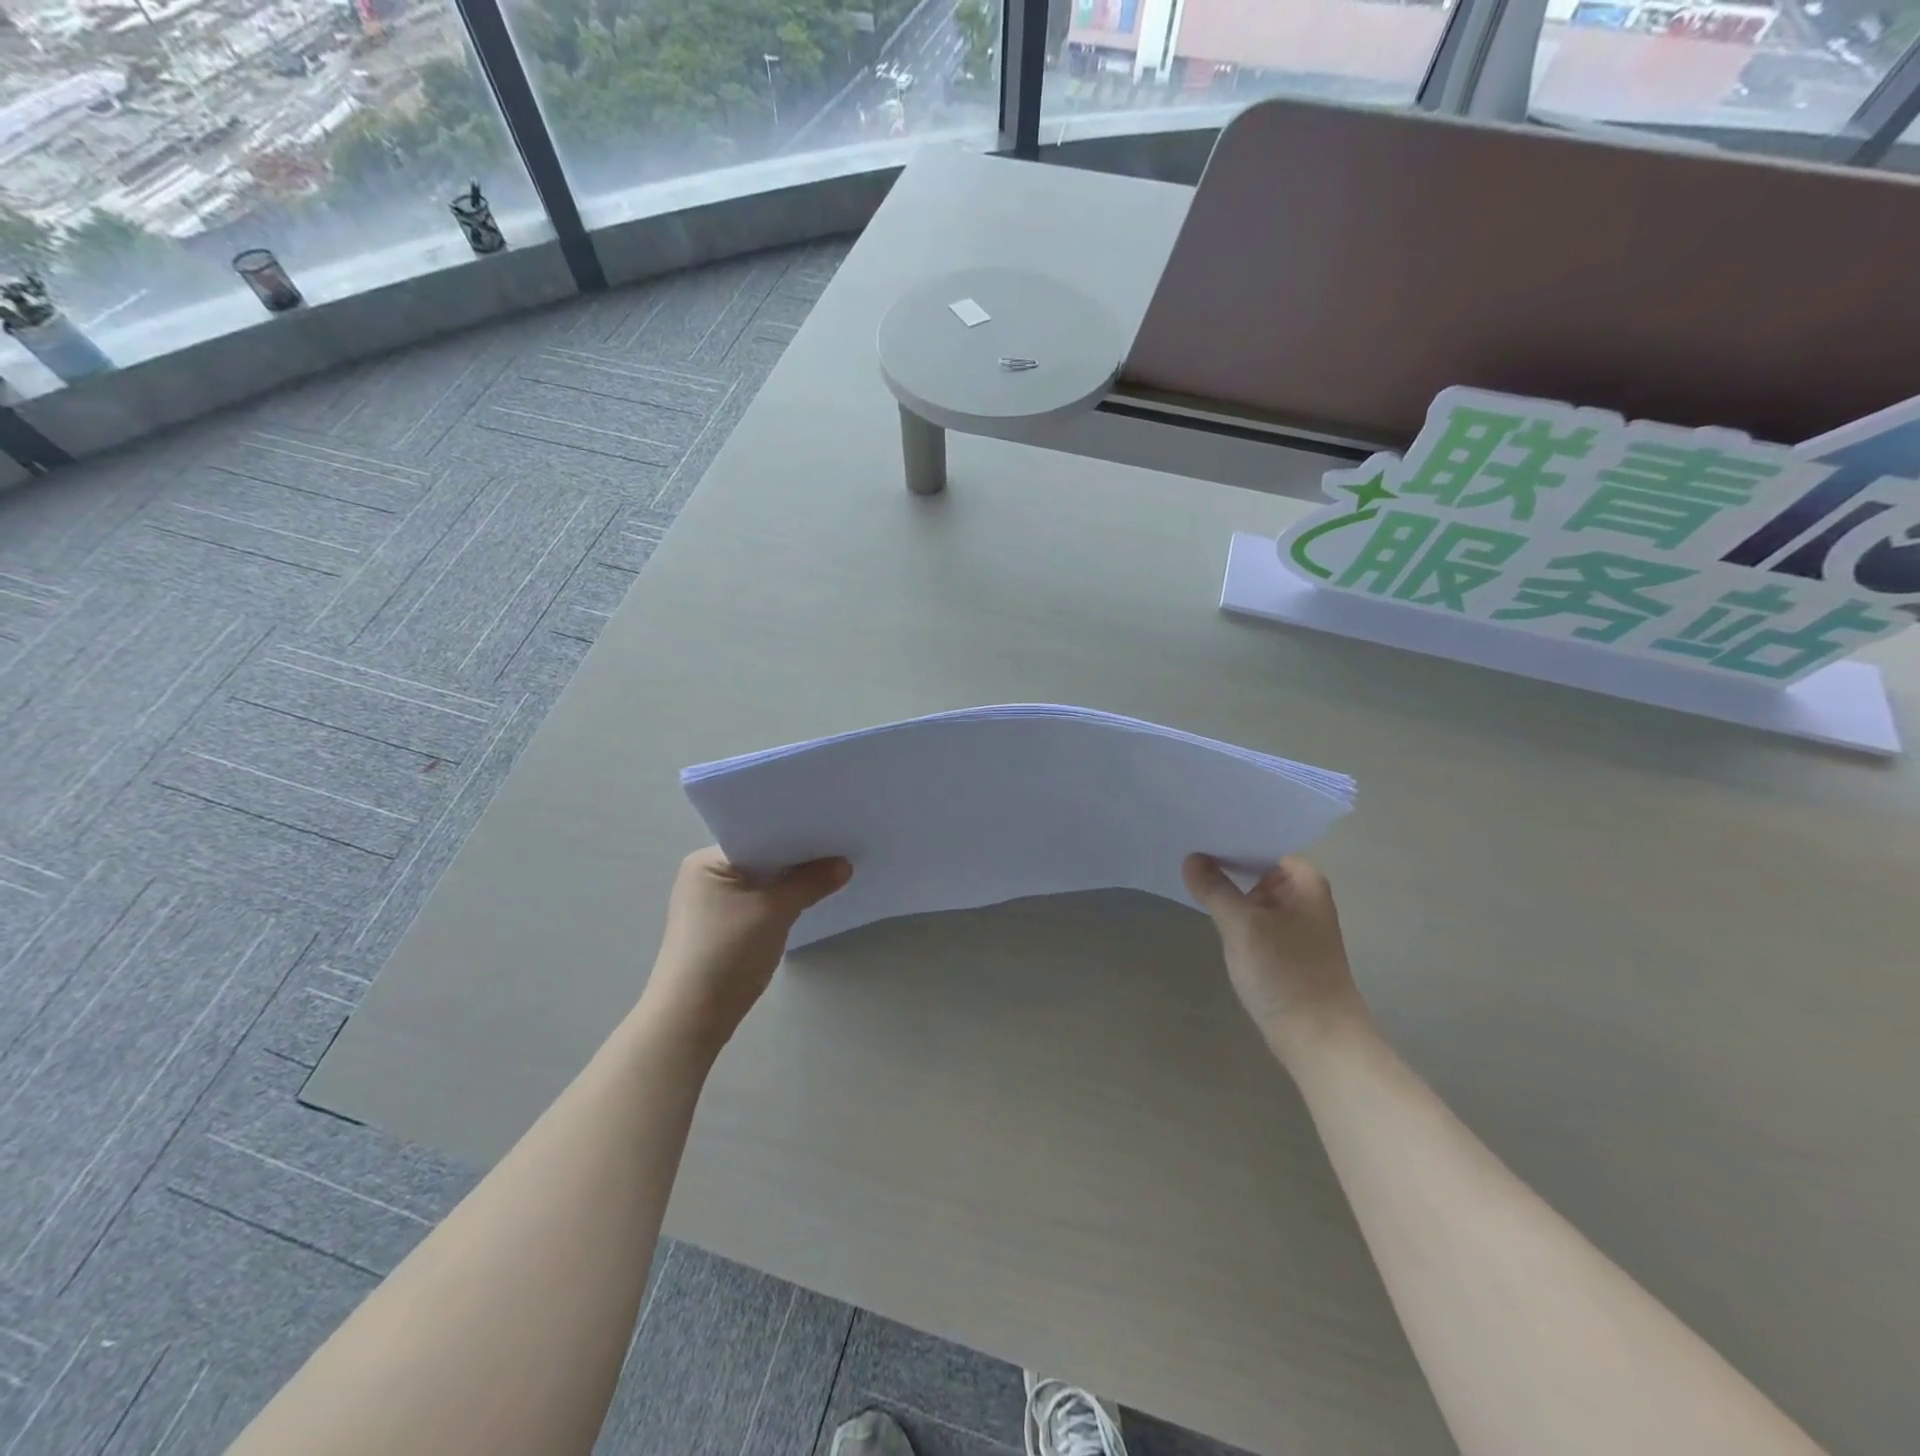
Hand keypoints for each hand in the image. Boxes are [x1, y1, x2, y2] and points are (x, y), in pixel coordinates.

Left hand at [643, 847, 851, 1055]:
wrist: (694, 1016)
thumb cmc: (726, 951)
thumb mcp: (774, 911)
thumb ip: (811, 883)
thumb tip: (845, 864)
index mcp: (707, 861)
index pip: (758, 835)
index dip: (795, 832)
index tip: (832, 827)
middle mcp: (707, 875)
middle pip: (763, 857)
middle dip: (798, 857)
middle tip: (841, 846)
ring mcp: (714, 903)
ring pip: (763, 881)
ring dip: (792, 881)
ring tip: (834, 869)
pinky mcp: (725, 926)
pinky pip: (761, 901)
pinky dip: (782, 900)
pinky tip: (811, 898)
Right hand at [1182, 853, 1370, 1060]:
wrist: (1319, 1038)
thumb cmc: (1286, 974)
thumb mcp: (1242, 926)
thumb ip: (1215, 888)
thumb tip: (1191, 858)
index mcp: (1303, 880)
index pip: (1262, 841)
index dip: (1231, 833)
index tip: (1198, 825)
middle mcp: (1303, 894)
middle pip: (1257, 864)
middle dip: (1224, 858)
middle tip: (1184, 843)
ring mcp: (1293, 920)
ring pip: (1253, 891)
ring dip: (1226, 884)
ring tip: (1188, 869)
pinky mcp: (1283, 944)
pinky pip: (1253, 914)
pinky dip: (1233, 908)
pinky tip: (1207, 904)